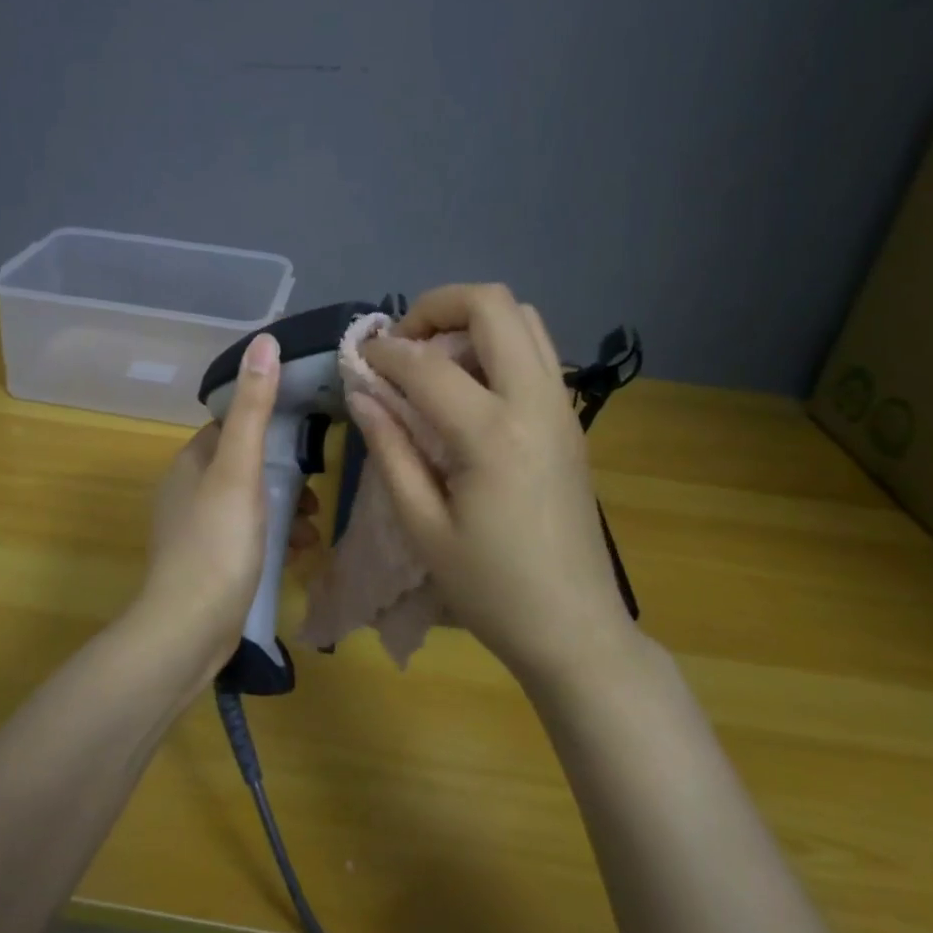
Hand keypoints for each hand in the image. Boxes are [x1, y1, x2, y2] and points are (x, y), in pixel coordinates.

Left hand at [140, 334, 320, 675]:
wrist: (189, 629)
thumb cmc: (217, 542)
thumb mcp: (240, 470)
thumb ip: (255, 409)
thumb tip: (264, 341)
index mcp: (190, 462)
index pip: (232, 425)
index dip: (269, 425)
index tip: (306, 434)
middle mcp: (187, 490)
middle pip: (245, 465)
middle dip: (283, 474)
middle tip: (315, 487)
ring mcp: (196, 529)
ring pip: (249, 503)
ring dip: (283, 508)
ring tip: (312, 525)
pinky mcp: (208, 563)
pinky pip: (247, 536)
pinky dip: (273, 536)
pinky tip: (298, 552)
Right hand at [351, 284, 632, 684]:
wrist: (576, 628)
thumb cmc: (491, 588)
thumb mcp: (423, 527)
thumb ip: (390, 450)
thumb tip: (363, 393)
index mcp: (493, 434)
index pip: (426, 365)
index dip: (382, 353)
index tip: (357, 359)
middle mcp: (536, 402)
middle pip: (494, 304)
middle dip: (437, 306)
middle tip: (402, 344)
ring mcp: (562, 407)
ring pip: (524, 319)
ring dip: (472, 322)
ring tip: (433, 362)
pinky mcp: (571, 421)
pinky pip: (537, 352)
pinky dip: (497, 345)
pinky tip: (468, 388)